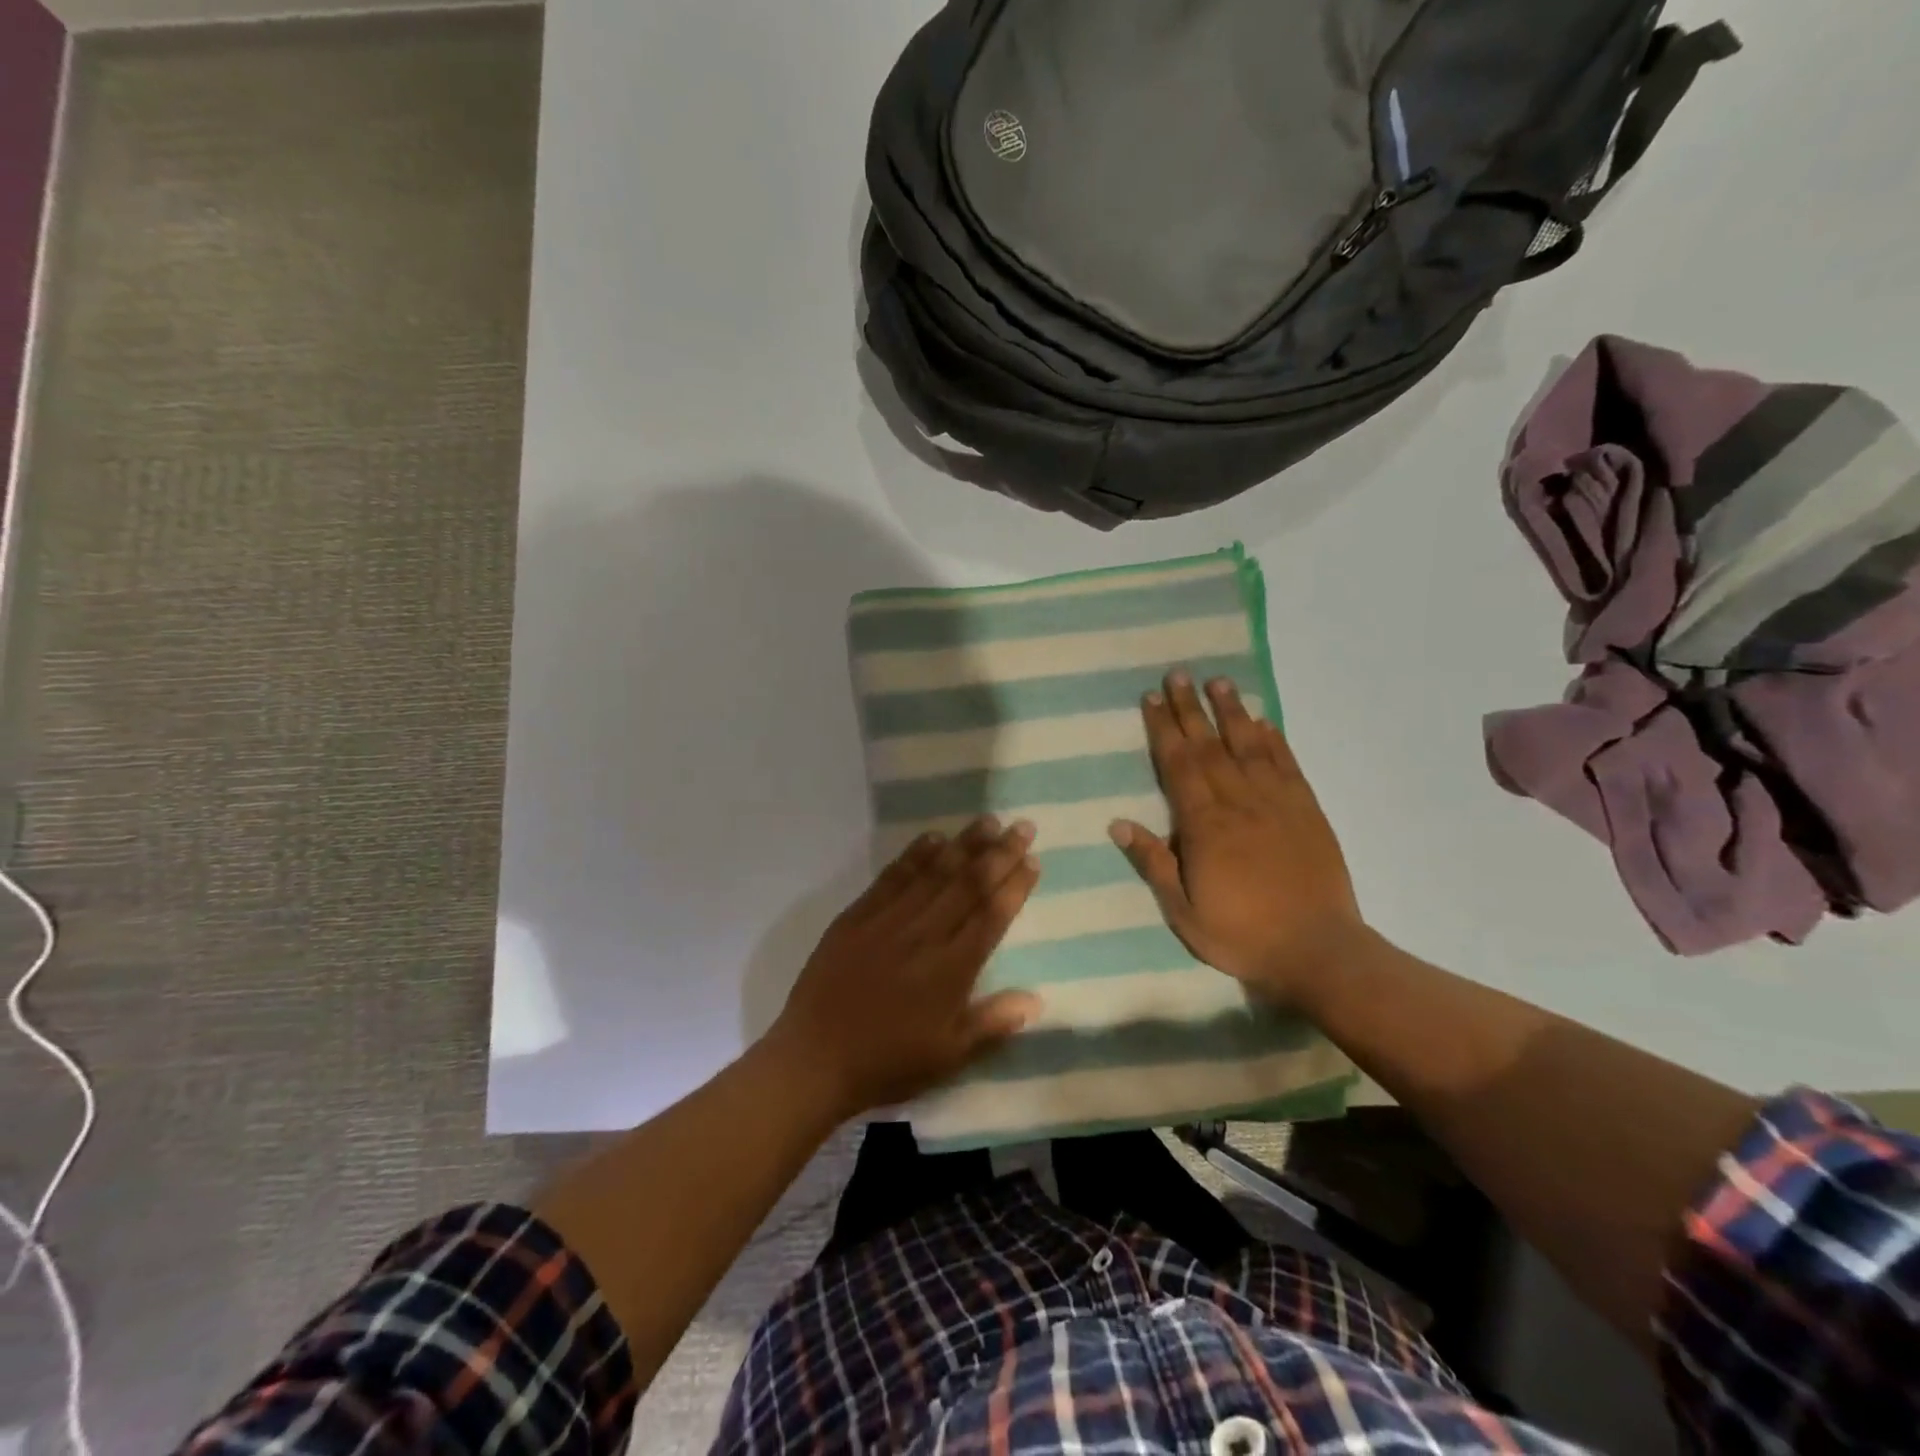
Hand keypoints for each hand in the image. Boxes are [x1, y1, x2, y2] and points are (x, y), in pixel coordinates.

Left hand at [771, 817, 1041, 1120]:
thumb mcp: (948, 1056)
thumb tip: (1037, 999)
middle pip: (968, 885)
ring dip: (963, 845)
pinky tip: (932, 838)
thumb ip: (992, 1023)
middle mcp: (924, 935)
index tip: (1032, 861)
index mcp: (951, 970)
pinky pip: (892, 877)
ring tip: (988, 821)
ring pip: (934, 873)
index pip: (992, 916)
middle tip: (1022, 826)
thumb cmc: (887, 1062)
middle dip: (999, 853)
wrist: (814, 1060)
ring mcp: (888, 920)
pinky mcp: (857, 916)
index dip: (1015, 886)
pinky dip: (914, 855)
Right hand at [1109, 671, 1364, 1001]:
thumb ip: (1154, 862)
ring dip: (1232, 712)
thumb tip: (1119, 823)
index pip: (1179, 765)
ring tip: (1219, 682)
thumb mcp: (1183, 910)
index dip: (1164, 729)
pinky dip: (1275, 741)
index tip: (1152, 699)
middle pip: (1210, 746)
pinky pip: (1287, 766)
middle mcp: (1239, 803)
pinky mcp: (1307, 811)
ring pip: (1250, 746)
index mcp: (1205, 825)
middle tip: (1178, 674)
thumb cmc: (1241, 934)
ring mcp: (1277, 803)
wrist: (1318, 950)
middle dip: (1190, 708)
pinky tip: (1264, 722)